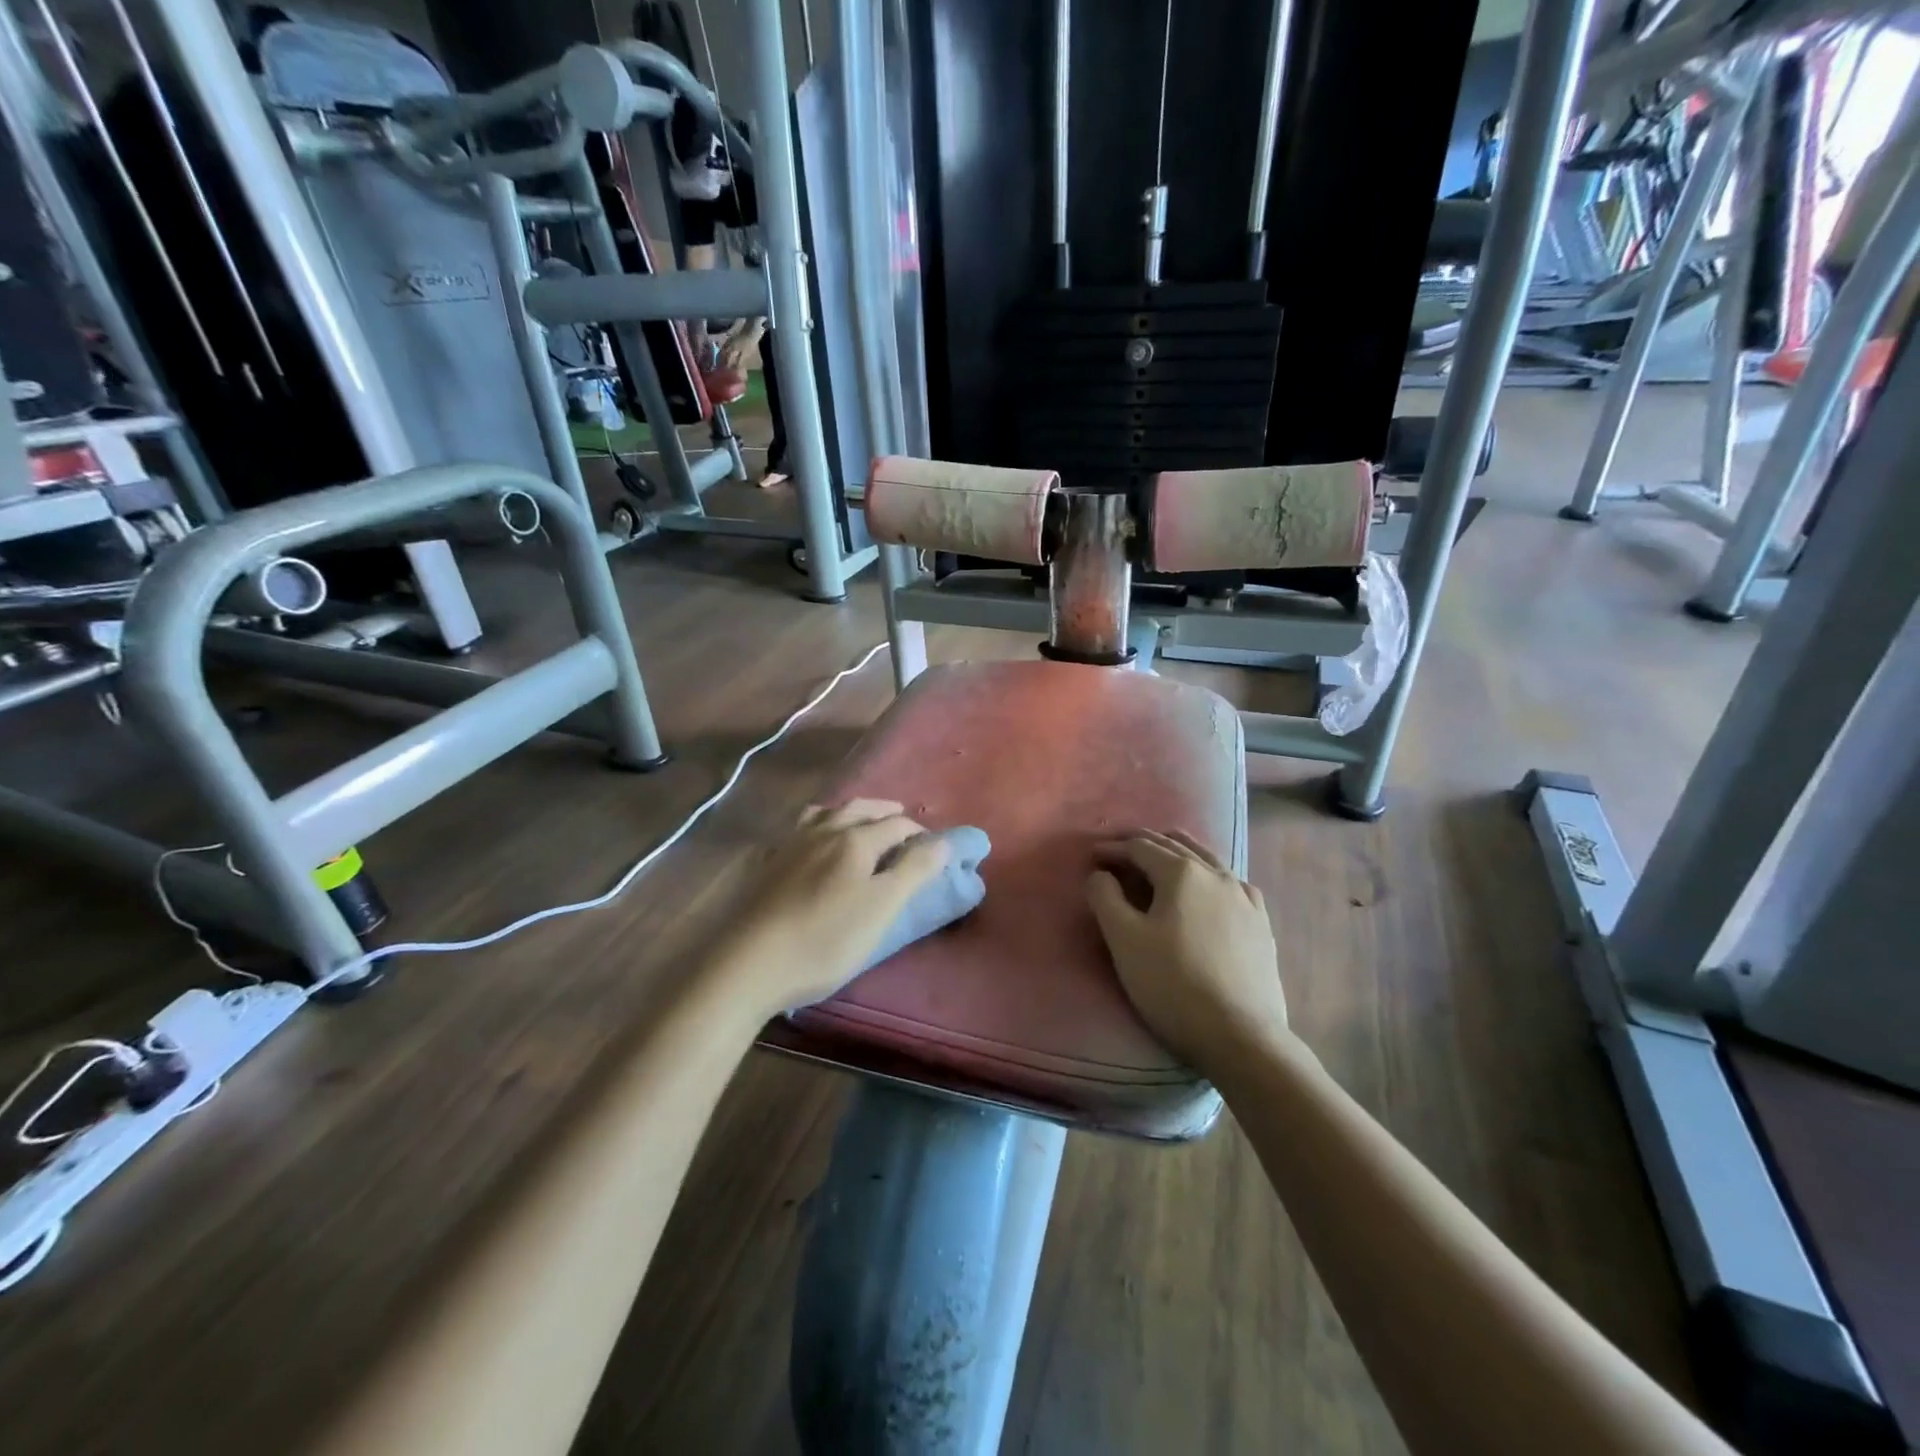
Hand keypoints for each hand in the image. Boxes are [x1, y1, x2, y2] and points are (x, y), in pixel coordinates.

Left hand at [707, 800, 948, 1016]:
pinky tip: (812, 842)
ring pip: (824, 814)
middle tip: (901, 821)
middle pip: (859, 809)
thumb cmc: (824, 939)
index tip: (932, 848)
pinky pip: (798, 831)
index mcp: (854, 839)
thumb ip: (914, 871)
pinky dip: (816, 827)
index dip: (918, 833)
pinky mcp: (766, 864)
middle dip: (884, 813)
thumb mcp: (881, 908)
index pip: (896, 825)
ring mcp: (789, 845)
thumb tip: (943, 841)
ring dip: (848, 812)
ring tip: (859, 822)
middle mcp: (822, 831)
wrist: (747, 965)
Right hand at [1086, 829, 1285, 1069]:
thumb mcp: (1124, 940)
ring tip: (1160, 855)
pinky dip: (1209, 874)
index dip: (1113, 848)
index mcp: (1181, 873)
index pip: (1140, 847)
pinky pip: (1231, 883)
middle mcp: (1216, 874)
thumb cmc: (1173, 984)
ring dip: (1177, 852)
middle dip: (1142, 843)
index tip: (1092, 856)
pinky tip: (1210, 887)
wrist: (1240, 1035)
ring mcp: (1244, 897)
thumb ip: (1105, 898)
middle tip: (1118, 848)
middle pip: (1174, 846)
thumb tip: (1101, 875)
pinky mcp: (1260, 923)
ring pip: (1206, 859)